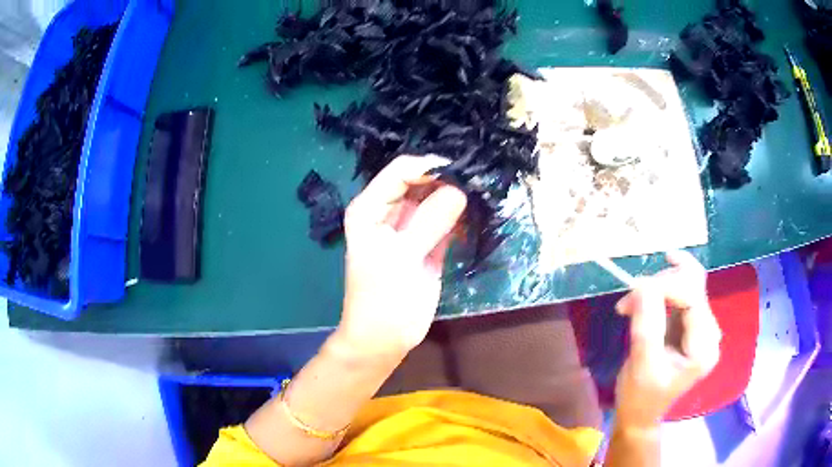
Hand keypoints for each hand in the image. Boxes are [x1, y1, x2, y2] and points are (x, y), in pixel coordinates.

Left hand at [334, 155, 466, 359]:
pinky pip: (446, 220)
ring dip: (456, 195)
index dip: (429, 167)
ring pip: (436, 199)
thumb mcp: (402, 256)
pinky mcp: (428, 243)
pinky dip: (460, 216)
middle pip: (421, 182)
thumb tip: (460, 190)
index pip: (401, 171)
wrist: (385, 338)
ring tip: (482, 190)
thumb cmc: (382, 298)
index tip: (461, 172)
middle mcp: (389, 211)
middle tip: (477, 180)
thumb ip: (429, 221)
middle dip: (446, 179)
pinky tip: (478, 210)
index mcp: (370, 207)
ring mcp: (410, 227)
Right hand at [613, 251, 721, 431]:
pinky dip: (657, 292)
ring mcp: (700, 326)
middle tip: (628, 299)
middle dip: (660, 284)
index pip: (694, 298)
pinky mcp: (689, 323)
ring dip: (656, 287)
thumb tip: (643, 285)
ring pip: (685, 283)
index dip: (667, 285)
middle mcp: (708, 332)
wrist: (639, 412)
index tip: (634, 290)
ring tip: (629, 304)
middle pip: (692, 285)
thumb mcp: (642, 365)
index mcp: (703, 347)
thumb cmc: (640, 396)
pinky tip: (639, 303)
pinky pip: (678, 292)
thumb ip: (647, 326)